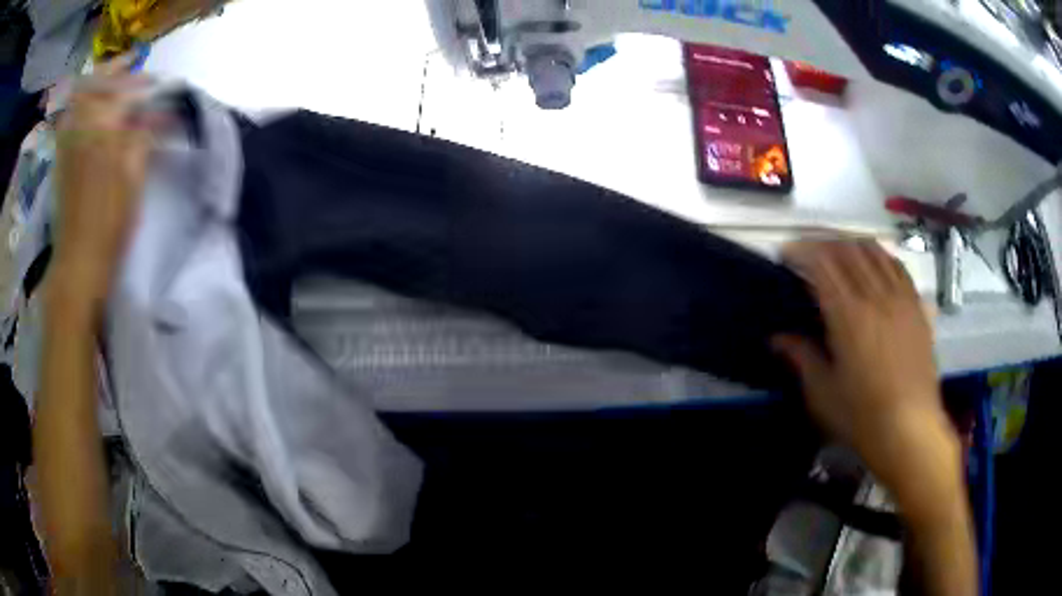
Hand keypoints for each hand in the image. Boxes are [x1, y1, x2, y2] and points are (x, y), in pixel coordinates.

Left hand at [52, 56, 155, 313]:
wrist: (77, 262)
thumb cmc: (109, 226)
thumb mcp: (133, 181)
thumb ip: (141, 139)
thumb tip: (150, 117)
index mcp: (103, 131)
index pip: (127, 92)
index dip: (144, 86)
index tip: (159, 88)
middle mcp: (82, 126)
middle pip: (99, 83)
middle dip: (118, 70)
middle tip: (134, 64)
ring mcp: (67, 141)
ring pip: (80, 96)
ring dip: (97, 82)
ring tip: (111, 78)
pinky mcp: (60, 156)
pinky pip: (69, 116)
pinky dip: (80, 103)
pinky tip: (89, 106)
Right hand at [773, 240, 962, 512]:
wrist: (910, 430)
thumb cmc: (862, 417)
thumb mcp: (823, 393)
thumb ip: (801, 357)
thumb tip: (777, 338)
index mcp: (848, 315)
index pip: (821, 264)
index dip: (801, 250)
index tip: (785, 253)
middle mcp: (875, 295)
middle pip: (847, 249)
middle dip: (823, 242)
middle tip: (808, 251)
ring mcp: (900, 298)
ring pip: (874, 251)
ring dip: (851, 245)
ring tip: (838, 253)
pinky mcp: (917, 307)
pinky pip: (898, 266)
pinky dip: (881, 256)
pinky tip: (874, 264)